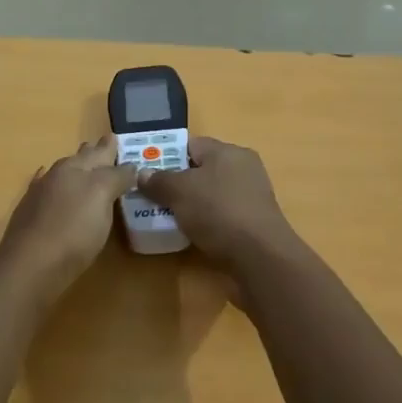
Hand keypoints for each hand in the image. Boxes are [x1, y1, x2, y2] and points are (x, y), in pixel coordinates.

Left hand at [2, 137, 137, 282]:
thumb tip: (130, 165)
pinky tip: (48, 181)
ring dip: (75, 168)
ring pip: (62, 173)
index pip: (99, 153)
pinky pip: (44, 189)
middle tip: (105, 145)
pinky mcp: (29, 215)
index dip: (110, 147)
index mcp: (77, 168)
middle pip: (79, 159)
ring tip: (83, 164)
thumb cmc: (73, 230)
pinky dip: (51, 182)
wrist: (30, 265)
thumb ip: (116, 178)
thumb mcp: (102, 198)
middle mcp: (57, 175)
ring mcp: (40, 194)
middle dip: (93, 153)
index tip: (116, 138)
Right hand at [135, 136, 298, 265]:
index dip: (167, 155)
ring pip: (211, 194)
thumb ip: (158, 180)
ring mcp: (251, 197)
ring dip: (190, 205)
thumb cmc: (218, 211)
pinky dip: (205, 222)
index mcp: (228, 152)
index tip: (147, 172)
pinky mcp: (254, 223)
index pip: (191, 145)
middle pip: (201, 170)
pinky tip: (190, 234)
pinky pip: (221, 215)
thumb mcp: (179, 192)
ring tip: (165, 217)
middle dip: (177, 182)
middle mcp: (243, 168)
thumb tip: (142, 174)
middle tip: (152, 196)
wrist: (260, 258)